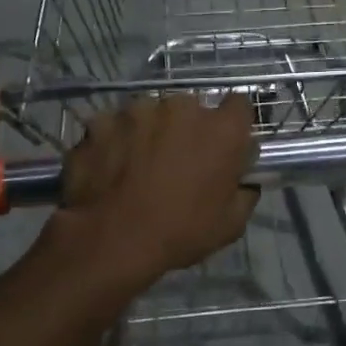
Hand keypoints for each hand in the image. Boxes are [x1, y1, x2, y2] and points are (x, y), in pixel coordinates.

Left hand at [59, 95, 259, 283]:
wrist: (112, 241)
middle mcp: (182, 107)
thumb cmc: (180, 233)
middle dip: (186, 128)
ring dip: (149, 132)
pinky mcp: (102, 120)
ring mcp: (137, 110)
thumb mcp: (231, 224)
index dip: (231, 124)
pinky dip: (114, 141)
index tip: (223, 144)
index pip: (238, 105)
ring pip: (149, 113)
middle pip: (190, 108)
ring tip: (138, 165)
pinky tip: (109, 167)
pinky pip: (114, 126)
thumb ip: (244, 190)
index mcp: (222, 129)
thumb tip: (242, 179)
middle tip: (177, 160)